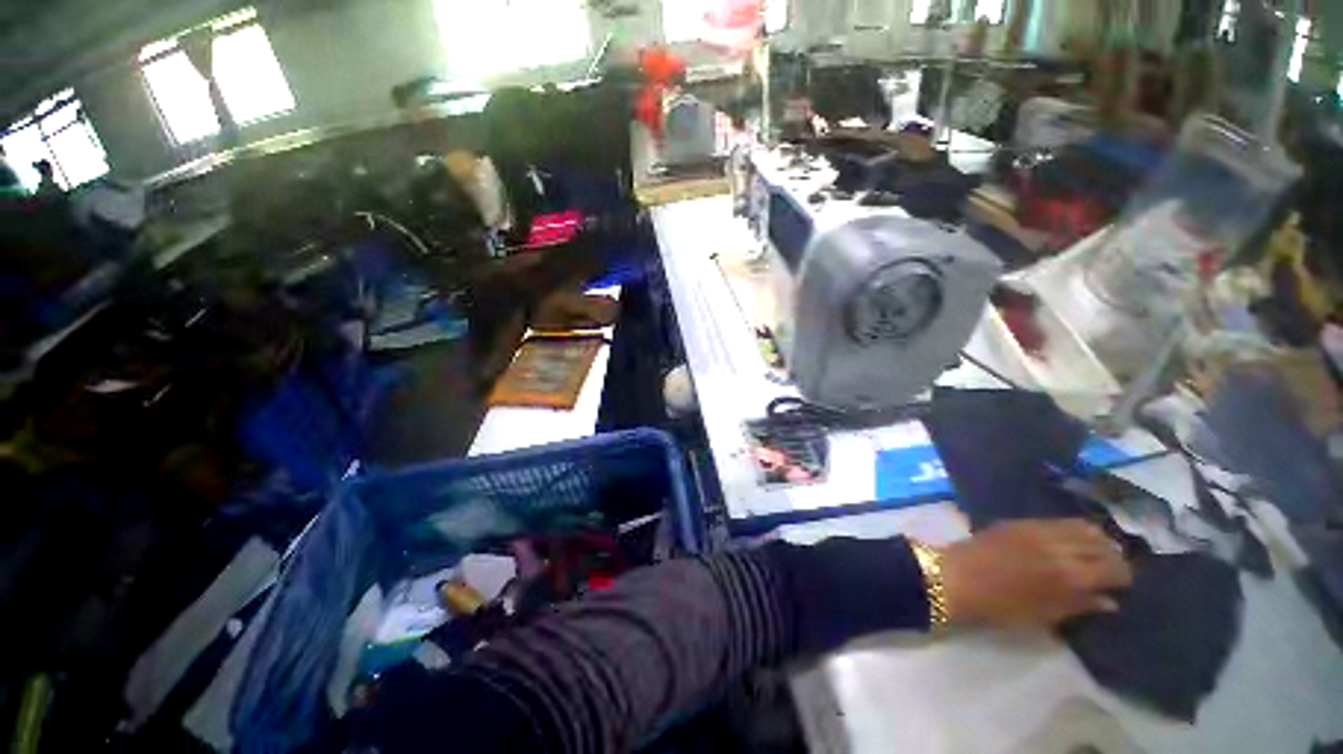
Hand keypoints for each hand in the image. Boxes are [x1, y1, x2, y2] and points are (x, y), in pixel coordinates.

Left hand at [939, 520, 1132, 629]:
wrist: (956, 577)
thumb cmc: (1000, 606)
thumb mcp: (1045, 615)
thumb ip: (1081, 605)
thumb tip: (1110, 601)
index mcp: (1071, 574)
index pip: (1115, 568)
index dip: (1124, 577)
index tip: (1122, 585)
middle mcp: (1061, 546)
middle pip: (1103, 544)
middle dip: (1114, 556)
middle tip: (1111, 570)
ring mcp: (1039, 529)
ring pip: (1083, 526)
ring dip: (1095, 539)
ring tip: (1093, 554)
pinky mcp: (1020, 521)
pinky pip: (1057, 521)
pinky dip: (1072, 530)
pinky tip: (1069, 542)